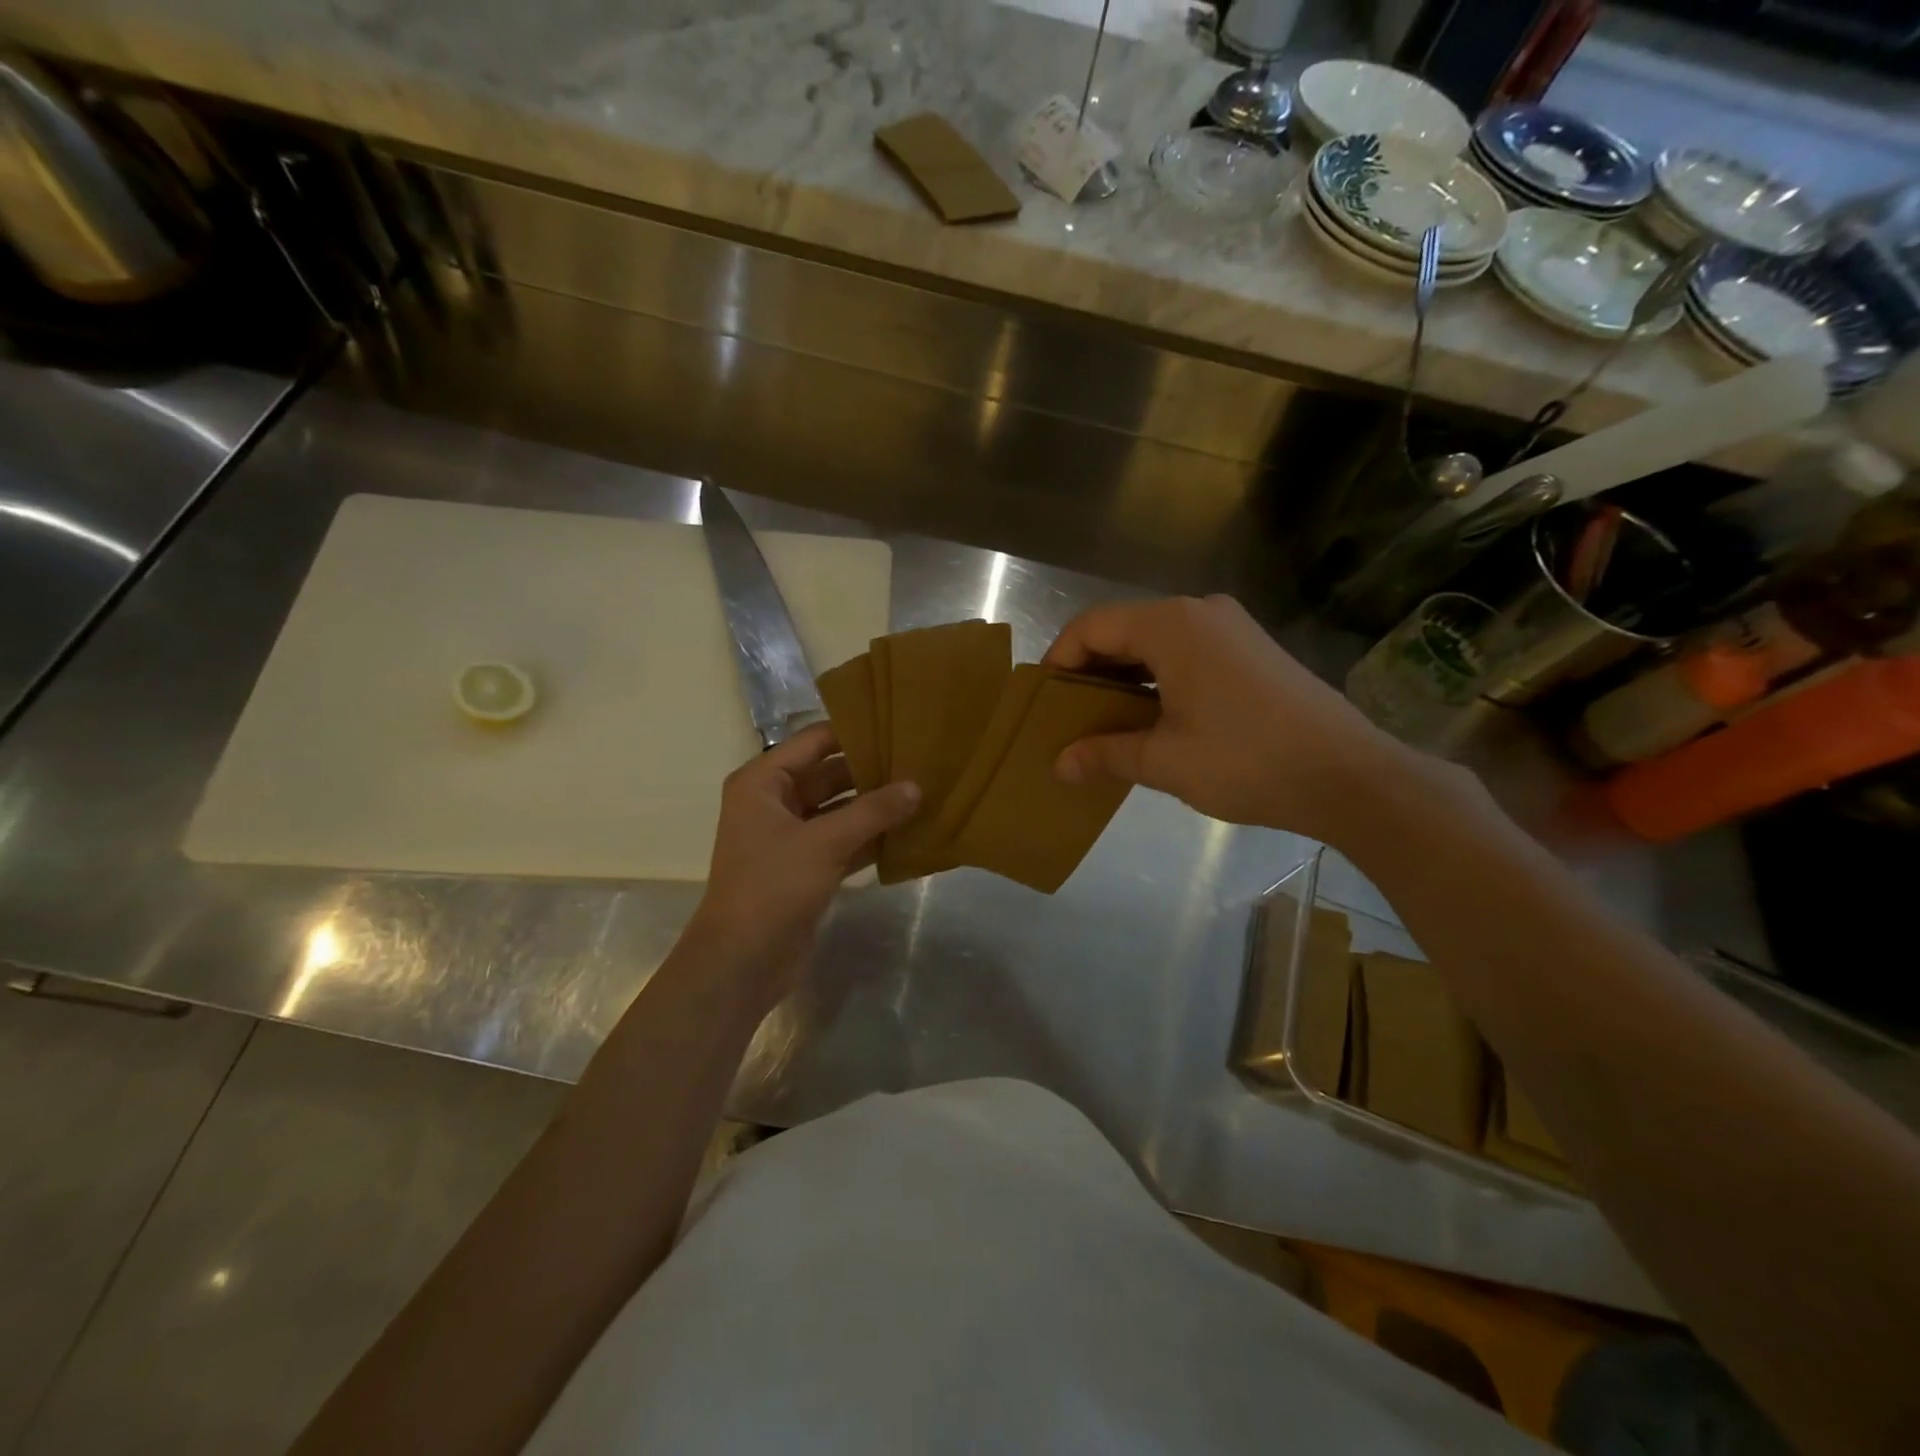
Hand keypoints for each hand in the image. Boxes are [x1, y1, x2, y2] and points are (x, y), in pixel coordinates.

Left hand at [688, 723, 919, 992]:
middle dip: (871, 771)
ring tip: (922, 791)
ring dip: (874, 806)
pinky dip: (869, 837)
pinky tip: (908, 831)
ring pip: (839, 809)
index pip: (814, 741)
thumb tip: (915, 787)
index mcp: (764, 782)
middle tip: (920, 760)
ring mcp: (791, 836)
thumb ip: (872, 811)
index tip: (898, 724)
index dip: (854, 731)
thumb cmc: (773, 887)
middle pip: (829, 774)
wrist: (742, 961)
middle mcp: (775, 802)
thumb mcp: (825, 842)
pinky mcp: (806, 866)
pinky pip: (843, 840)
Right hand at [1043, 595, 1414, 843]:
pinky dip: (1156, 679)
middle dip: (1089, 671)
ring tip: (1103, 722)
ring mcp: (1230, 628)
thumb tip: (1059, 765)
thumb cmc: (1247, 760)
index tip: (1043, 701)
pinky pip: (1185, 652)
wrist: (1348, 775)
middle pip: (1122, 630)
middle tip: (1067, 716)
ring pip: (1154, 642)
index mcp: (1172, 625)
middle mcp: (1199, 612)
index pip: (1091, 626)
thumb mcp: (1165, 761)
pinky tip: (1150, 718)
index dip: (1059, 660)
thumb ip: (1105, 754)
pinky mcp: (1250, 650)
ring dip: (1123, 677)